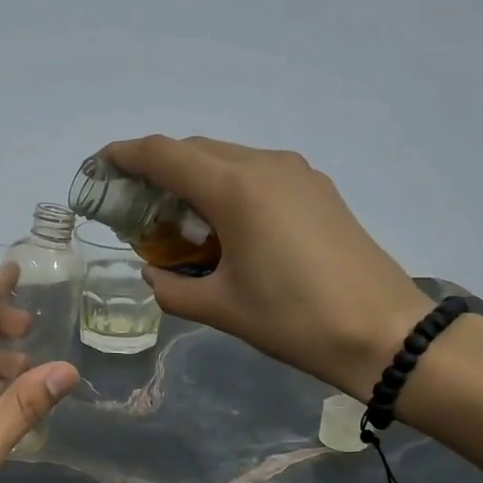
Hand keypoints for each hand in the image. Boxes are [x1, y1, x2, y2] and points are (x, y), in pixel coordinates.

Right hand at [102, 136, 435, 395]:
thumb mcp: (220, 309)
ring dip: (194, 178)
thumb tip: (154, 275)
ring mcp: (297, 173)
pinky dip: (227, 187)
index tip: (100, 165)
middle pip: (195, 150)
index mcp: (235, 188)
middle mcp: (265, 164)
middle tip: (134, 204)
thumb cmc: (293, 320)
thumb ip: (172, 288)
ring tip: (177, 218)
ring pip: (228, 159)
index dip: (125, 155)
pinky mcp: (317, 189)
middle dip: (158, 169)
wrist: (383, 332)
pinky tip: (224, 225)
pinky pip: (257, 173)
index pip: (163, 154)